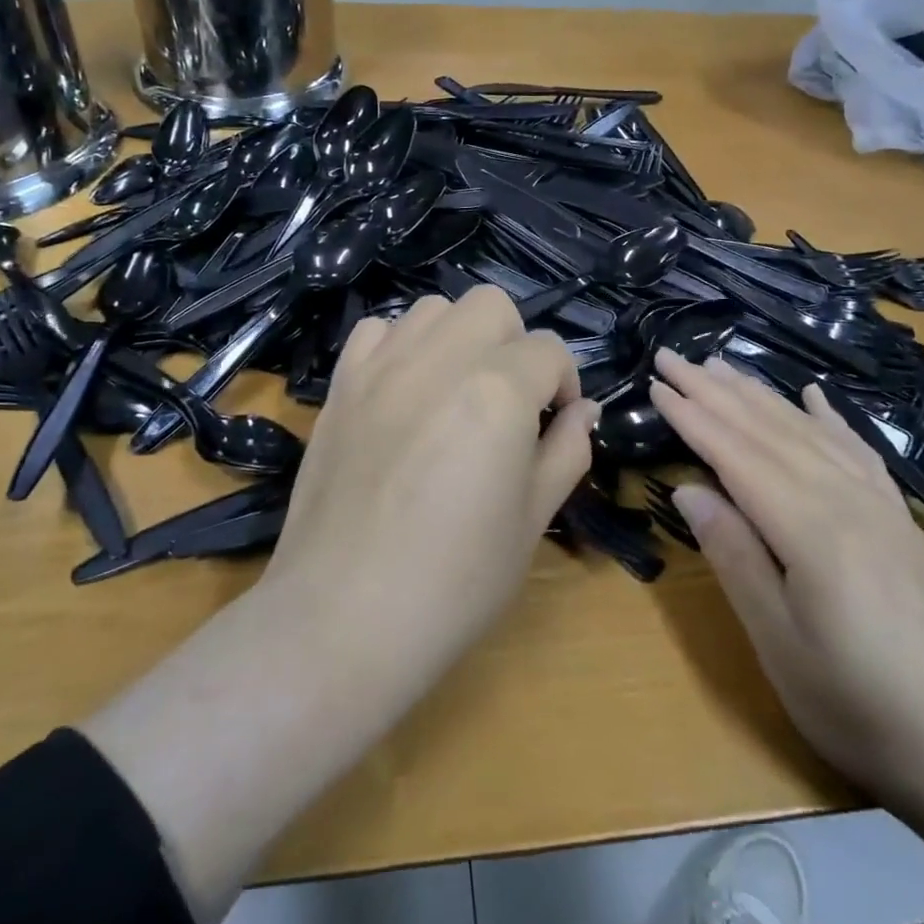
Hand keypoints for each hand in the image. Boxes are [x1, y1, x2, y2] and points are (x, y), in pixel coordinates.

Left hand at [262, 285, 597, 697]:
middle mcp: (439, 359)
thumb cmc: (455, 581)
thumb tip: (582, 411)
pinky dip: (401, 345)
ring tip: (456, 391)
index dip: (564, 383)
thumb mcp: (532, 519)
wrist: (344, 616)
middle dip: (514, 344)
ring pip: (434, 309)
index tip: (555, 423)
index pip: (549, 351)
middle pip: (492, 307)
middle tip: (510, 401)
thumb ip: (566, 451)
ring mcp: (382, 366)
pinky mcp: (341, 385)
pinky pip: (377, 331)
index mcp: (498, 390)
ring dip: (459, 338)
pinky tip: (405, 391)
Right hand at [648, 349, 923, 814]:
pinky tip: (814, 396)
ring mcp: (882, 506)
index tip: (655, 382)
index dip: (692, 415)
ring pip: (809, 431)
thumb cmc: (868, 711)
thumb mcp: (782, 646)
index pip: (736, 453)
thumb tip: (689, 488)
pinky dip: (829, 418)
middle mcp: (846, 499)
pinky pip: (857, 452)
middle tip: (673, 355)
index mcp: (811, 528)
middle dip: (715, 390)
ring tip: (723, 365)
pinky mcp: (904, 522)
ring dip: (760, 394)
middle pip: (768, 429)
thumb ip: (735, 558)